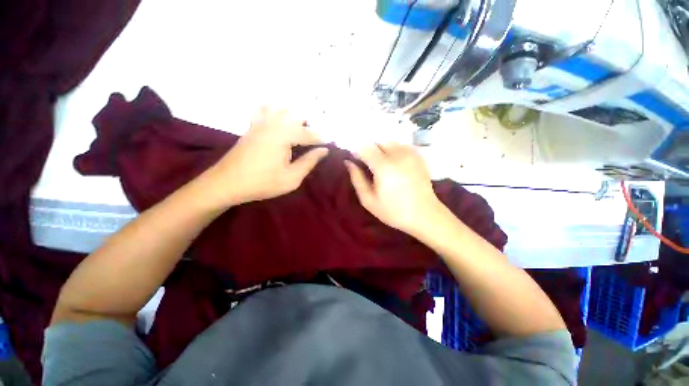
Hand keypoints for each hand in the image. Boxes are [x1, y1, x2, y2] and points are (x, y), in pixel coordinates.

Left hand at [204, 107, 328, 206]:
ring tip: (304, 125)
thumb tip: (324, 151)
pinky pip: (265, 109)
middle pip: (296, 114)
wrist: (226, 183)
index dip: (322, 139)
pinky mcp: (252, 126)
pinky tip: (280, 114)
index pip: (309, 134)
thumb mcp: (291, 178)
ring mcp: (260, 123)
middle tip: (318, 135)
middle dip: (311, 122)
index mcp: (283, 136)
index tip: (332, 142)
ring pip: (281, 107)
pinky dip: (275, 108)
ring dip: (295, 113)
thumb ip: (309, 162)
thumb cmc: (262, 183)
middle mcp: (273, 123)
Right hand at [344, 143, 443, 235]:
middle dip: (370, 151)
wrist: (425, 214)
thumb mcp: (369, 200)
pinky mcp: (418, 156)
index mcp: (383, 166)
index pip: (364, 147)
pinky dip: (394, 151)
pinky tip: (395, 165)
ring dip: (381, 151)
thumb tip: (348, 162)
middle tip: (370, 168)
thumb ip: (357, 179)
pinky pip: (400, 146)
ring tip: (383, 167)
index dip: (357, 152)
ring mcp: (410, 153)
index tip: (356, 162)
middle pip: (377, 142)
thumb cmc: (394, 211)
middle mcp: (397, 154)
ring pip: (389, 143)